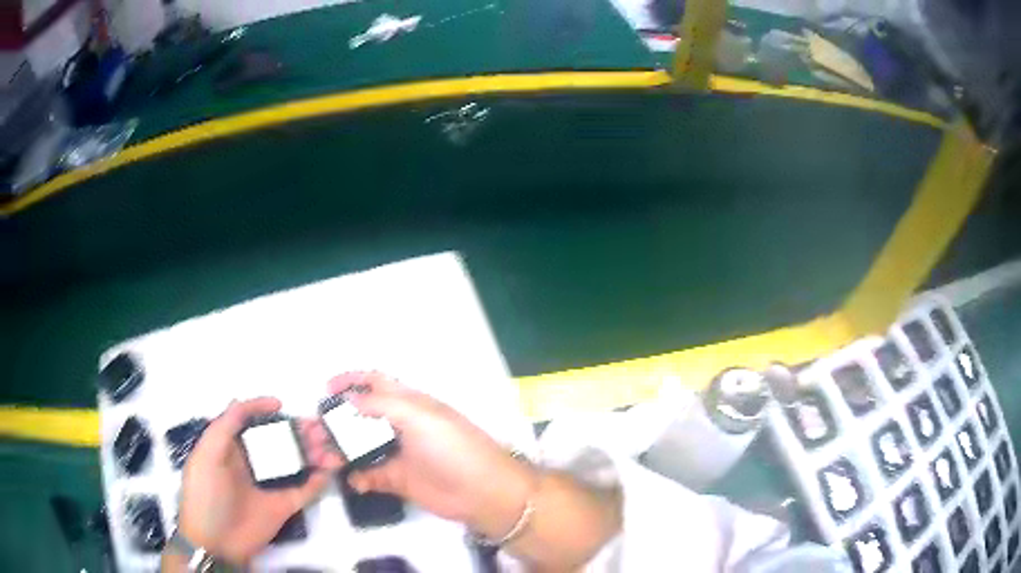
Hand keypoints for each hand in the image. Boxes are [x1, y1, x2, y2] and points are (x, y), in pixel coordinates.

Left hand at [176, 397, 342, 564]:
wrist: (215, 542)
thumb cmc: (206, 494)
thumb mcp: (207, 456)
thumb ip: (223, 428)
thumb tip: (239, 400)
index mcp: (232, 448)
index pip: (250, 423)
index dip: (263, 410)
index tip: (281, 405)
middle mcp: (252, 463)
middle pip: (278, 441)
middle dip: (298, 431)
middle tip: (319, 428)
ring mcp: (269, 485)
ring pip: (295, 463)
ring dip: (313, 454)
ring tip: (330, 450)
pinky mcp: (283, 506)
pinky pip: (305, 490)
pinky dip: (318, 480)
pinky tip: (329, 471)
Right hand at [311, 372, 537, 539]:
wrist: (481, 492)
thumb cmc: (452, 447)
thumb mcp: (420, 417)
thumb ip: (383, 404)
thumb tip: (351, 399)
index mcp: (409, 403)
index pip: (376, 383)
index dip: (352, 380)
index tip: (326, 388)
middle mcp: (401, 426)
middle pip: (362, 416)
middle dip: (338, 420)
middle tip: (315, 429)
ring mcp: (399, 454)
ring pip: (362, 447)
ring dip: (342, 450)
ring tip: (324, 456)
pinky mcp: (399, 480)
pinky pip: (370, 476)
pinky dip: (358, 477)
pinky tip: (353, 481)